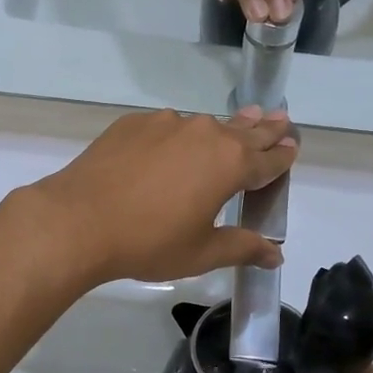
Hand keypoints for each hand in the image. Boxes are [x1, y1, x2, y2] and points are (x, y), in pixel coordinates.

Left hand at [18, 107, 296, 287]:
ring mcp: (167, 123)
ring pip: (205, 125)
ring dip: (224, 127)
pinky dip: (179, 134)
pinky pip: (167, 126)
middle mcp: (205, 134)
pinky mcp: (134, 123)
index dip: (283, 155)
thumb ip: (242, 247)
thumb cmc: (149, 242)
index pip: (268, 159)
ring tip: (238, 122)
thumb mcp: (202, 252)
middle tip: (281, 117)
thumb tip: (276, 255)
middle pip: (244, 131)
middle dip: (264, 128)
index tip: (294, 145)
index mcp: (230, 164)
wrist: (79, 220)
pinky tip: (173, 144)